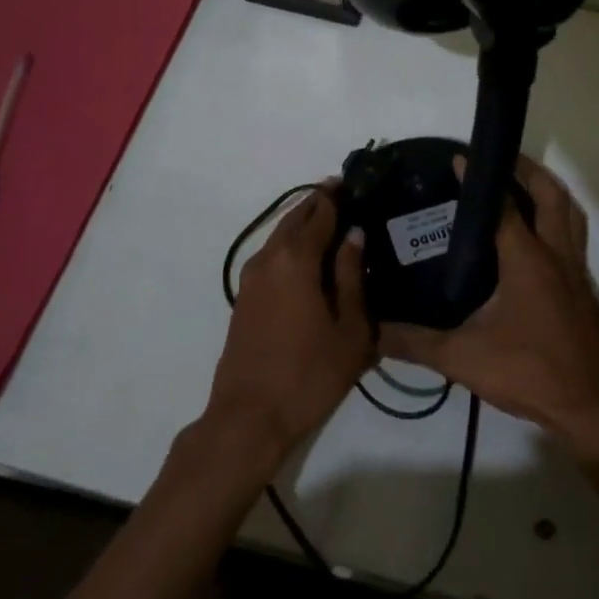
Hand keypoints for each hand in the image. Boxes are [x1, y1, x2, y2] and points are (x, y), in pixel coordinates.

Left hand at [207, 183, 373, 462]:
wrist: (248, 418)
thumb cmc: (309, 374)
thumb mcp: (349, 329)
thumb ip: (353, 277)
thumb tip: (355, 235)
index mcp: (296, 259)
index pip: (320, 213)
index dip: (337, 196)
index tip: (354, 181)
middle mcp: (269, 258)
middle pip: (295, 218)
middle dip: (318, 203)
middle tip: (344, 194)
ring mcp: (251, 278)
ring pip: (280, 236)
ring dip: (302, 223)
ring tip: (330, 222)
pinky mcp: (244, 298)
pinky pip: (270, 256)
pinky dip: (290, 245)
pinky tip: (308, 258)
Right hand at [378, 156, 598, 462]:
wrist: (592, 408)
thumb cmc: (530, 372)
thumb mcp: (463, 358)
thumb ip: (414, 342)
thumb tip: (371, 331)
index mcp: (527, 260)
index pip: (502, 205)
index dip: (479, 179)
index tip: (458, 159)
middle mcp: (556, 254)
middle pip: (550, 195)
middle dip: (527, 169)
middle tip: (499, 158)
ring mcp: (576, 271)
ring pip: (570, 213)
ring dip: (549, 190)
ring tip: (522, 182)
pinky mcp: (584, 289)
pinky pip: (574, 236)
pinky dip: (558, 218)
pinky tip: (536, 236)